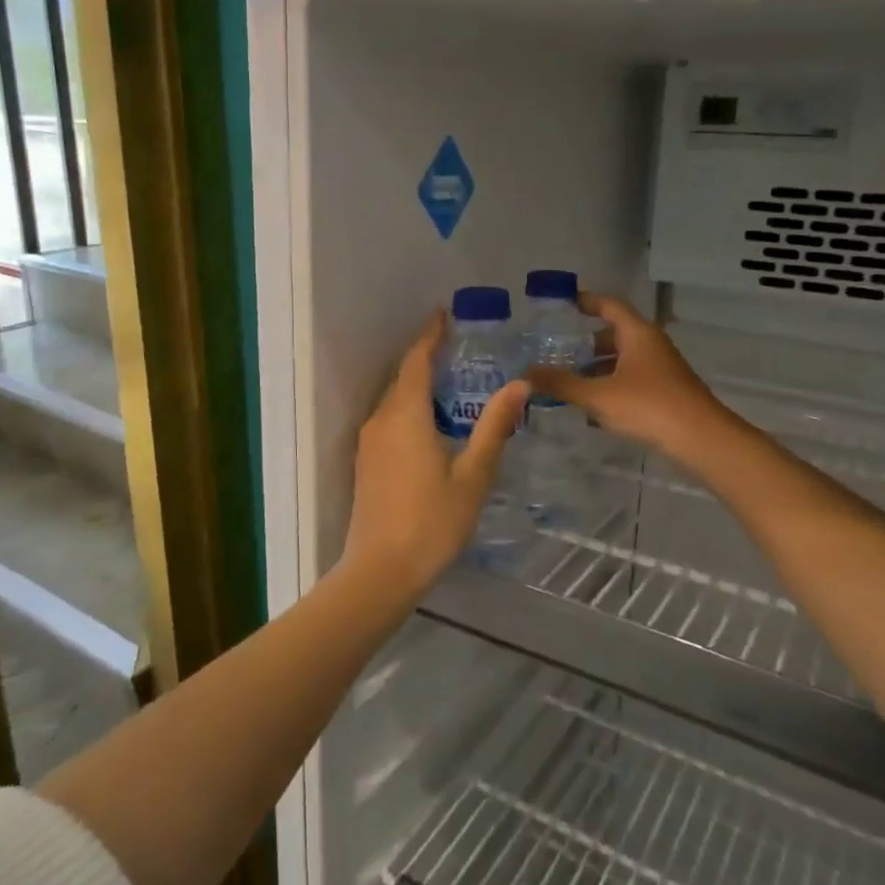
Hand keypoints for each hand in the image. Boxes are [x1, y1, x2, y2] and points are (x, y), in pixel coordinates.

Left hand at [341, 313, 529, 589]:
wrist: (380, 570)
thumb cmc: (432, 521)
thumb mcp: (473, 475)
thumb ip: (494, 427)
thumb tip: (518, 384)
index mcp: (405, 415)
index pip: (416, 361)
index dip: (430, 336)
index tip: (444, 314)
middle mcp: (381, 420)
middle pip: (402, 378)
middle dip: (426, 358)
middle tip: (459, 349)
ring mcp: (369, 443)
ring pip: (394, 400)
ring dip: (418, 385)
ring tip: (451, 383)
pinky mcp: (367, 463)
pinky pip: (389, 420)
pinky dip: (410, 409)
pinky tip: (432, 424)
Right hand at [526, 292, 729, 458]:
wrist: (701, 439)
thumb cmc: (649, 406)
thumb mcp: (598, 395)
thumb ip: (561, 384)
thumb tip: (524, 373)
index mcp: (637, 334)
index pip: (610, 305)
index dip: (587, 301)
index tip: (564, 303)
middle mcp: (651, 345)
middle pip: (615, 334)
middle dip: (586, 343)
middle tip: (557, 351)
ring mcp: (661, 369)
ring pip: (623, 360)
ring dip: (597, 368)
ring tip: (568, 382)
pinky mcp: (666, 391)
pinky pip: (631, 379)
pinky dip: (611, 386)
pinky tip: (593, 408)